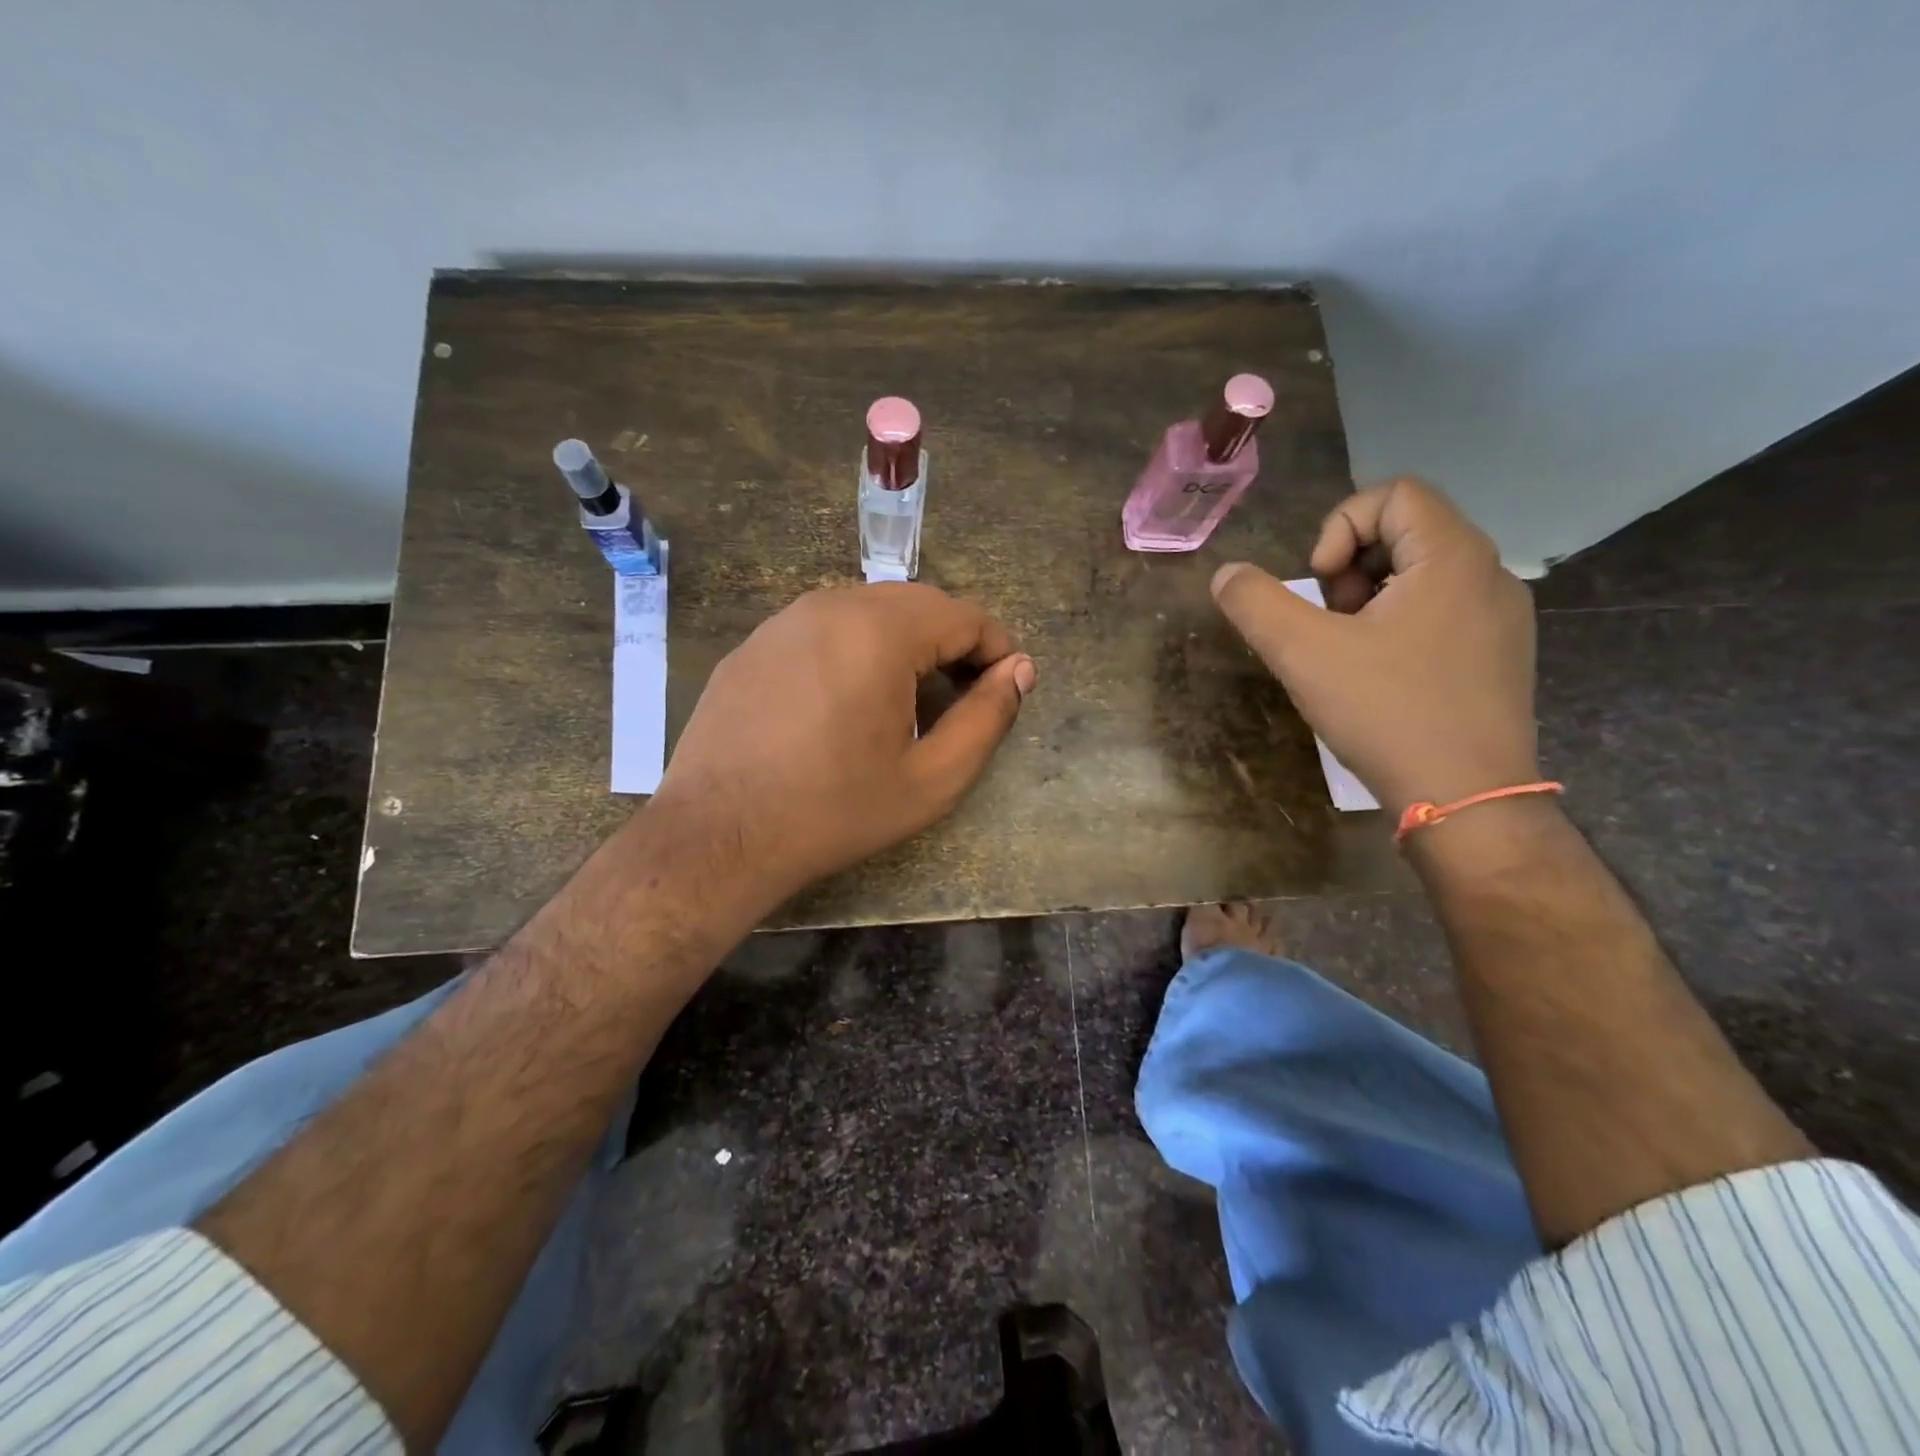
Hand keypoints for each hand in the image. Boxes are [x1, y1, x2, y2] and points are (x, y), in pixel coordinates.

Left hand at [643, 583, 1035, 912]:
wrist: (717, 836)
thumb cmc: (834, 811)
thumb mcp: (931, 779)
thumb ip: (986, 719)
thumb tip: (1019, 671)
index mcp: (880, 632)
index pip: (963, 615)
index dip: (997, 648)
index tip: (1008, 687)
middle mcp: (831, 605)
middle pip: (917, 604)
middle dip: (953, 642)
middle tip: (965, 695)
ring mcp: (784, 620)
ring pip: (868, 611)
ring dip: (905, 642)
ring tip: (912, 698)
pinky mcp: (754, 643)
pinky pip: (824, 628)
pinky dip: (856, 649)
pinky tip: (849, 700)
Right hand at [1210, 477, 1538, 814]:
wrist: (1468, 798)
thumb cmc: (1387, 713)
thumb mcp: (1302, 653)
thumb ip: (1255, 603)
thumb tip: (1226, 574)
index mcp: (1452, 557)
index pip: (1394, 493)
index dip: (1339, 528)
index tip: (1321, 588)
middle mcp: (1489, 574)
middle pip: (1407, 530)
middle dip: (1351, 567)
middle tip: (1330, 623)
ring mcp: (1502, 618)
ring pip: (1424, 574)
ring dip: (1371, 598)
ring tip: (1350, 652)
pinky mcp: (1500, 656)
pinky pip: (1443, 611)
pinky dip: (1400, 625)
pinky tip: (1381, 677)